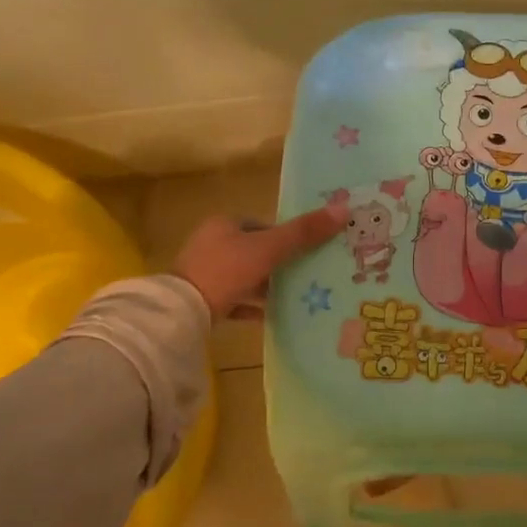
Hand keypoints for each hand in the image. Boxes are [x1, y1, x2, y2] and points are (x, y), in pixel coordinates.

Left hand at [173, 207, 339, 318]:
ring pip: (244, 277)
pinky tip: (271, 317)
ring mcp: (204, 274)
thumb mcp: (269, 249)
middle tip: (307, 276)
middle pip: (254, 251)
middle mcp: (211, 244)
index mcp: (224, 225)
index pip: (262, 225)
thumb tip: (344, 209)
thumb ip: (304, 232)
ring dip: (266, 286)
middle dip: (279, 263)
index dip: (285, 236)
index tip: (308, 252)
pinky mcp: (201, 300)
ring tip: (295, 297)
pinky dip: (252, 307)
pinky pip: (234, 301)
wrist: (183, 311)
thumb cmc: (226, 270)